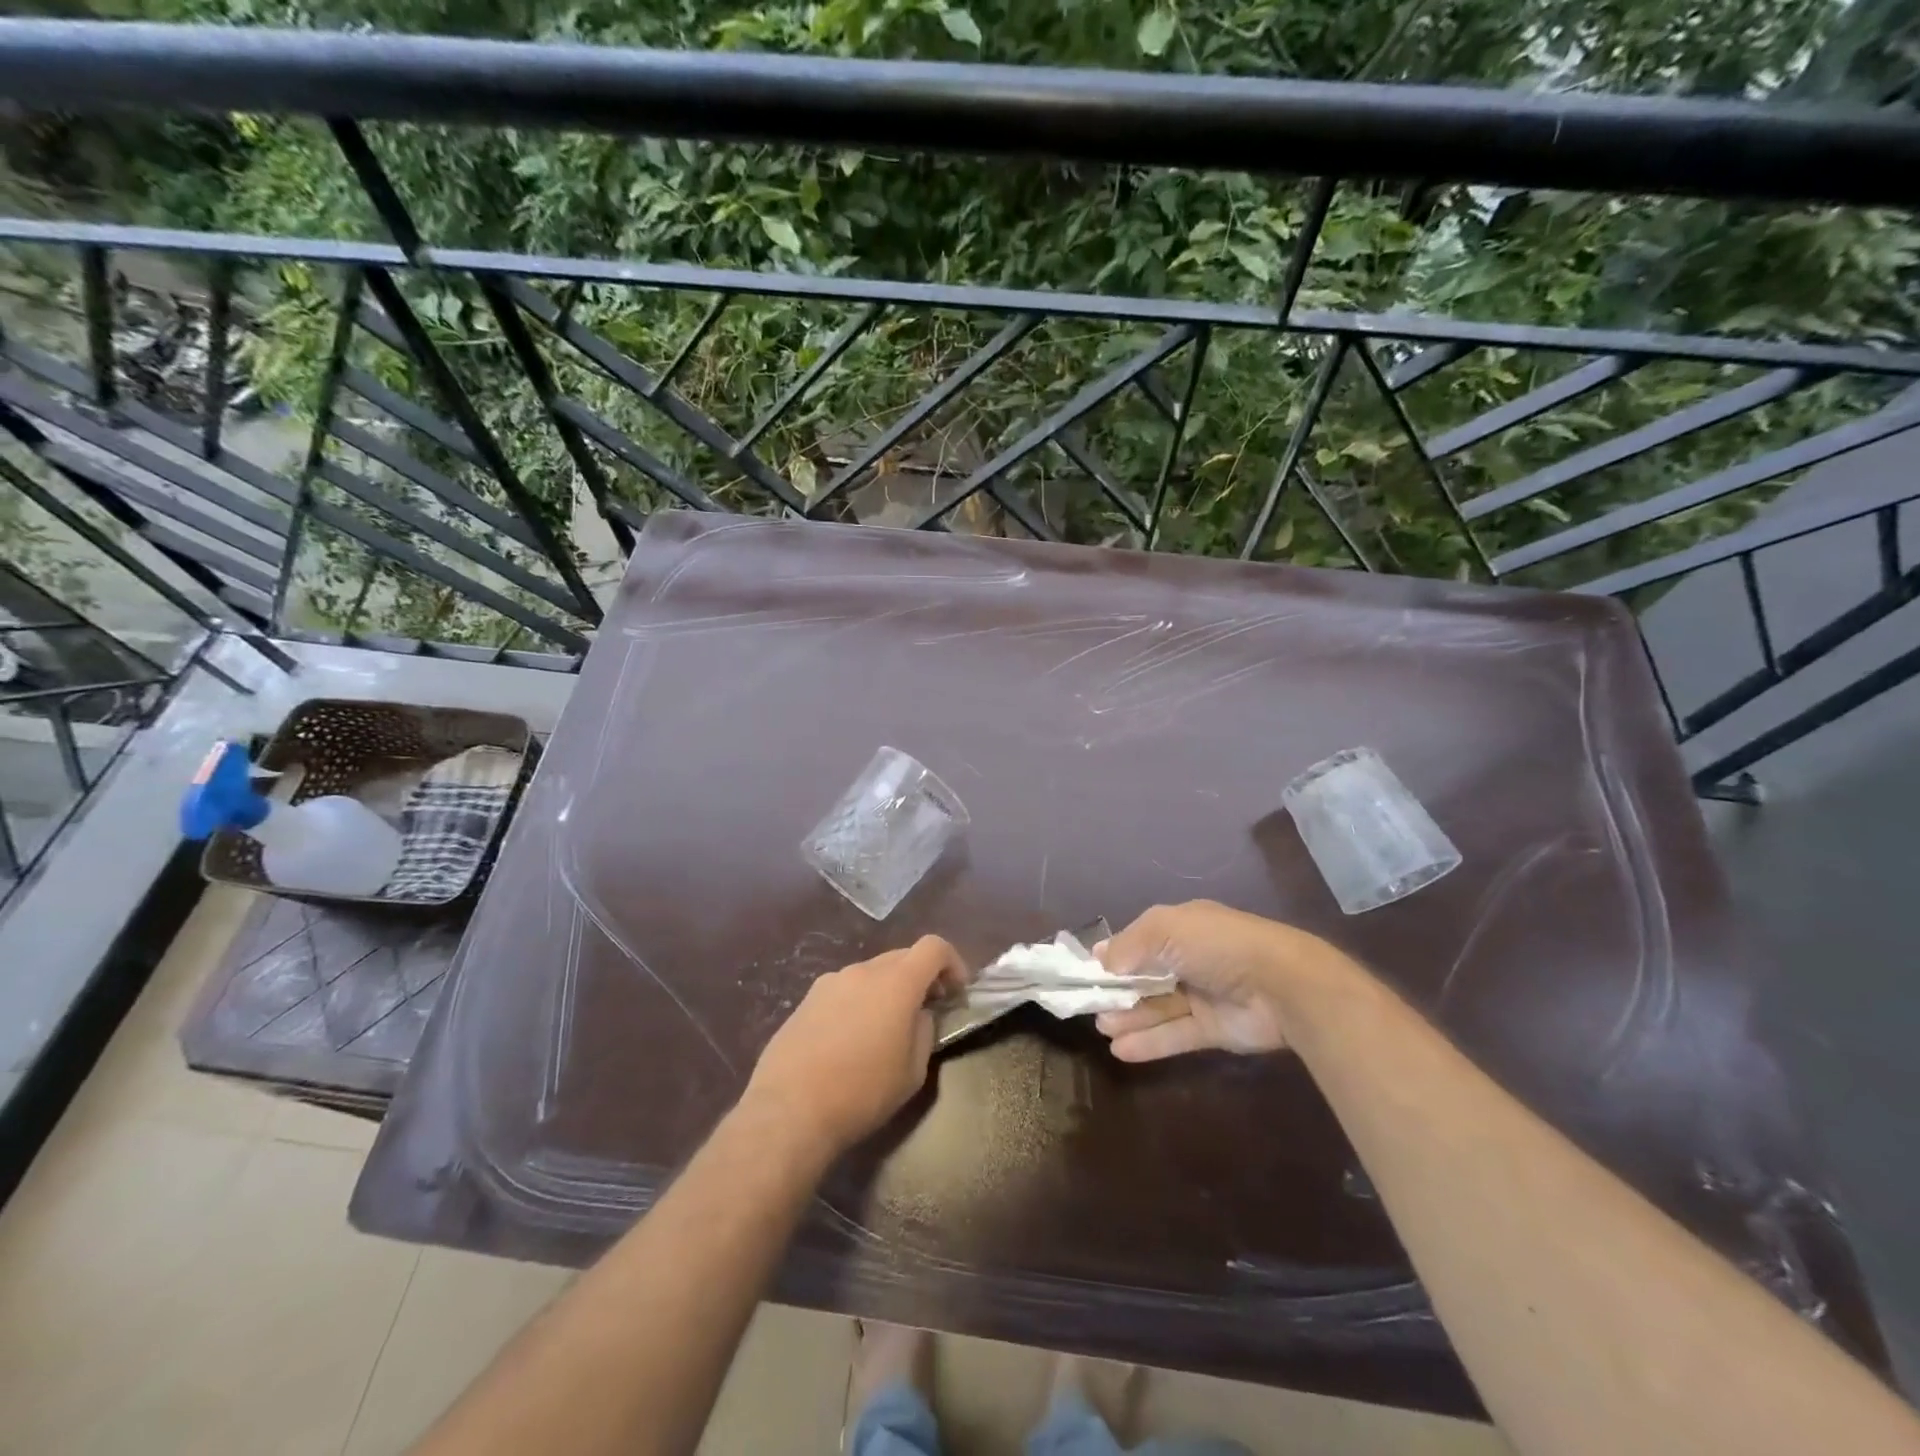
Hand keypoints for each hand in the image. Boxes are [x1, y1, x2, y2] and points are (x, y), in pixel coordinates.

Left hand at [744, 935, 963, 1156]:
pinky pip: (844, 990)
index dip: (952, 962)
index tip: (956, 992)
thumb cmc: (862, 1093)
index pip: (933, 947)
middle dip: (920, 977)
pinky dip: (858, 1003)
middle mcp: (863, 971)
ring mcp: (830, 982)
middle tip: (925, 1011)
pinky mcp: (806, 999)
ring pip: (871, 974)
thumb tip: (919, 1015)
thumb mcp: (912, 1072)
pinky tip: (849, 1040)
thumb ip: (924, 1031)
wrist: (789, 1110)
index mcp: (896, 982)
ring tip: (883, 1030)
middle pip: (901, 957)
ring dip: (887, 991)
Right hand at [1093, 901, 1341, 1062]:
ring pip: (1157, 1008)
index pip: (1138, 942)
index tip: (1086, 973)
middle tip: (1091, 1007)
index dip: (1113, 957)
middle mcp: (1189, 959)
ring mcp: (1202, 995)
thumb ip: (1128, 945)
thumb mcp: (1164, 929)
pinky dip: (1149, 1042)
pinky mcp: (1213, 1029)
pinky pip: (1175, 1035)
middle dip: (1117, 992)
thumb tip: (1100, 961)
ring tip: (1103, 1029)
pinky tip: (1121, 1051)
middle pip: (1145, 977)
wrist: (1280, 984)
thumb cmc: (1216, 946)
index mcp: (1180, 928)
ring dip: (1129, 1017)